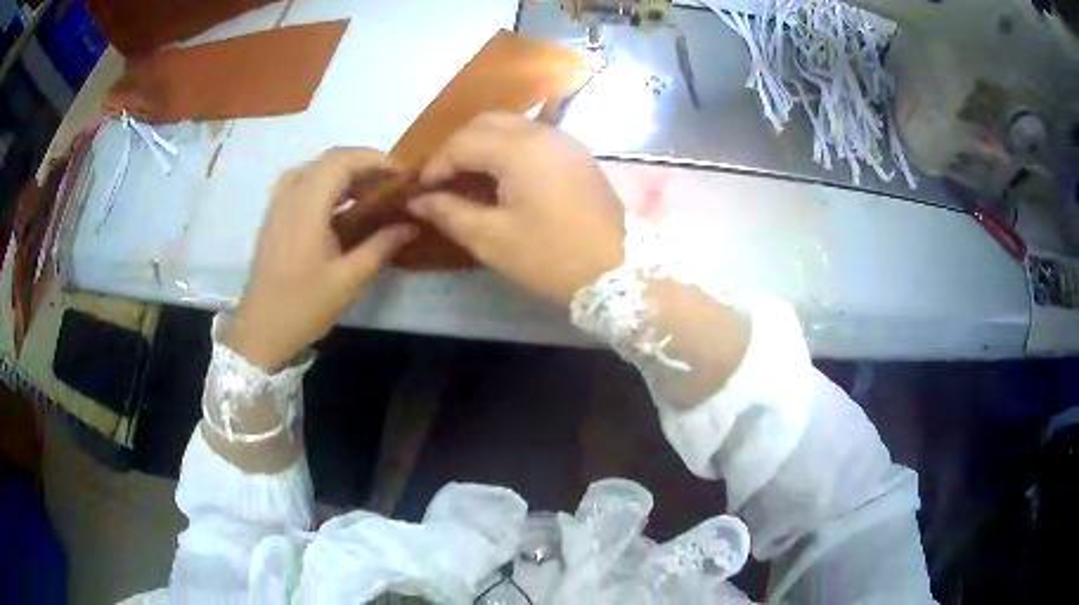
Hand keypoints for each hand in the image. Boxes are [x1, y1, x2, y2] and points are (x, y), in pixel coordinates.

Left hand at [229, 148, 415, 369]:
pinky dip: (323, 183)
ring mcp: (277, 207)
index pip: (341, 161)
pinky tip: (337, 205)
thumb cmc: (303, 306)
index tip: (400, 172)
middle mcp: (289, 197)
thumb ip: (381, 246)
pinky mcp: (273, 219)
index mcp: (306, 207)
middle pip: (327, 161)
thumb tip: (412, 225)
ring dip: (341, 172)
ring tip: (366, 190)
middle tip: (389, 181)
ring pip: (312, 170)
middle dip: (361, 163)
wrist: (260, 332)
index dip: (373, 159)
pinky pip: (299, 184)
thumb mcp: (348, 280)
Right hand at [408, 113, 625, 304]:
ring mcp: (565, 141)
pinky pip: (534, 137)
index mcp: (519, 149)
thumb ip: (449, 212)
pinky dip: (509, 148)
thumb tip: (418, 200)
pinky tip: (503, 178)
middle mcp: (543, 133)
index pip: (462, 141)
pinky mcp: (578, 155)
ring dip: (483, 144)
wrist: (619, 271)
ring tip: (469, 178)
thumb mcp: (492, 239)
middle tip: (444, 180)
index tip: (422, 191)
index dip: (436, 164)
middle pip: (486, 122)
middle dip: (458, 146)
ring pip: (512, 125)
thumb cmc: (551, 257)